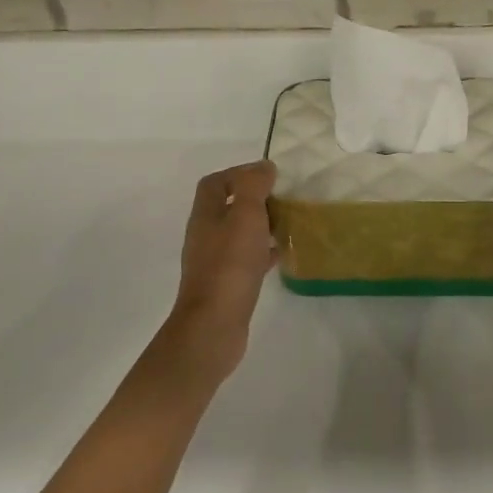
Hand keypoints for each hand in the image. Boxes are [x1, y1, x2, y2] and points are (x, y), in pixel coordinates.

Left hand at [167, 161, 277, 383]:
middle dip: (254, 199)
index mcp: (206, 214)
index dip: (238, 173)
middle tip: (282, 199)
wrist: (214, 325)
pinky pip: (246, 258)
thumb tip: (263, 166)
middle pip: (227, 206)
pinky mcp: (226, 284)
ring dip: (260, 225)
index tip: (268, 176)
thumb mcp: (246, 215)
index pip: (215, 183)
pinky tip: (282, 254)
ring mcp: (214, 261)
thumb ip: (254, 186)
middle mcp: (205, 234)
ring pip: (238, 233)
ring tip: (287, 223)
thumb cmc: (230, 265)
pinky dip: (263, 251)